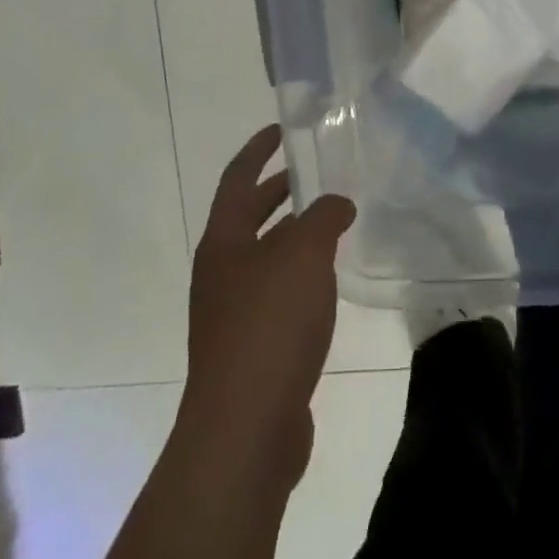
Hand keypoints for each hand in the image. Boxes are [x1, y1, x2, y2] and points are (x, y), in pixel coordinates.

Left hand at [181, 126, 355, 491]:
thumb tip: (337, 204)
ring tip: (333, 223)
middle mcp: (221, 271)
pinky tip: (329, 282)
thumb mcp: (304, 255)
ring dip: (294, 235)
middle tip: (314, 173)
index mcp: (223, 241)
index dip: (257, 149)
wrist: (245, 429)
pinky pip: (277, 293)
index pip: (237, 178)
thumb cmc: (269, 325)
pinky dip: (301, 275)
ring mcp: (232, 312)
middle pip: (249, 217)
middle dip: (278, 192)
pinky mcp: (251, 347)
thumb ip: (324, 218)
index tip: (279, 129)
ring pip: (266, 256)